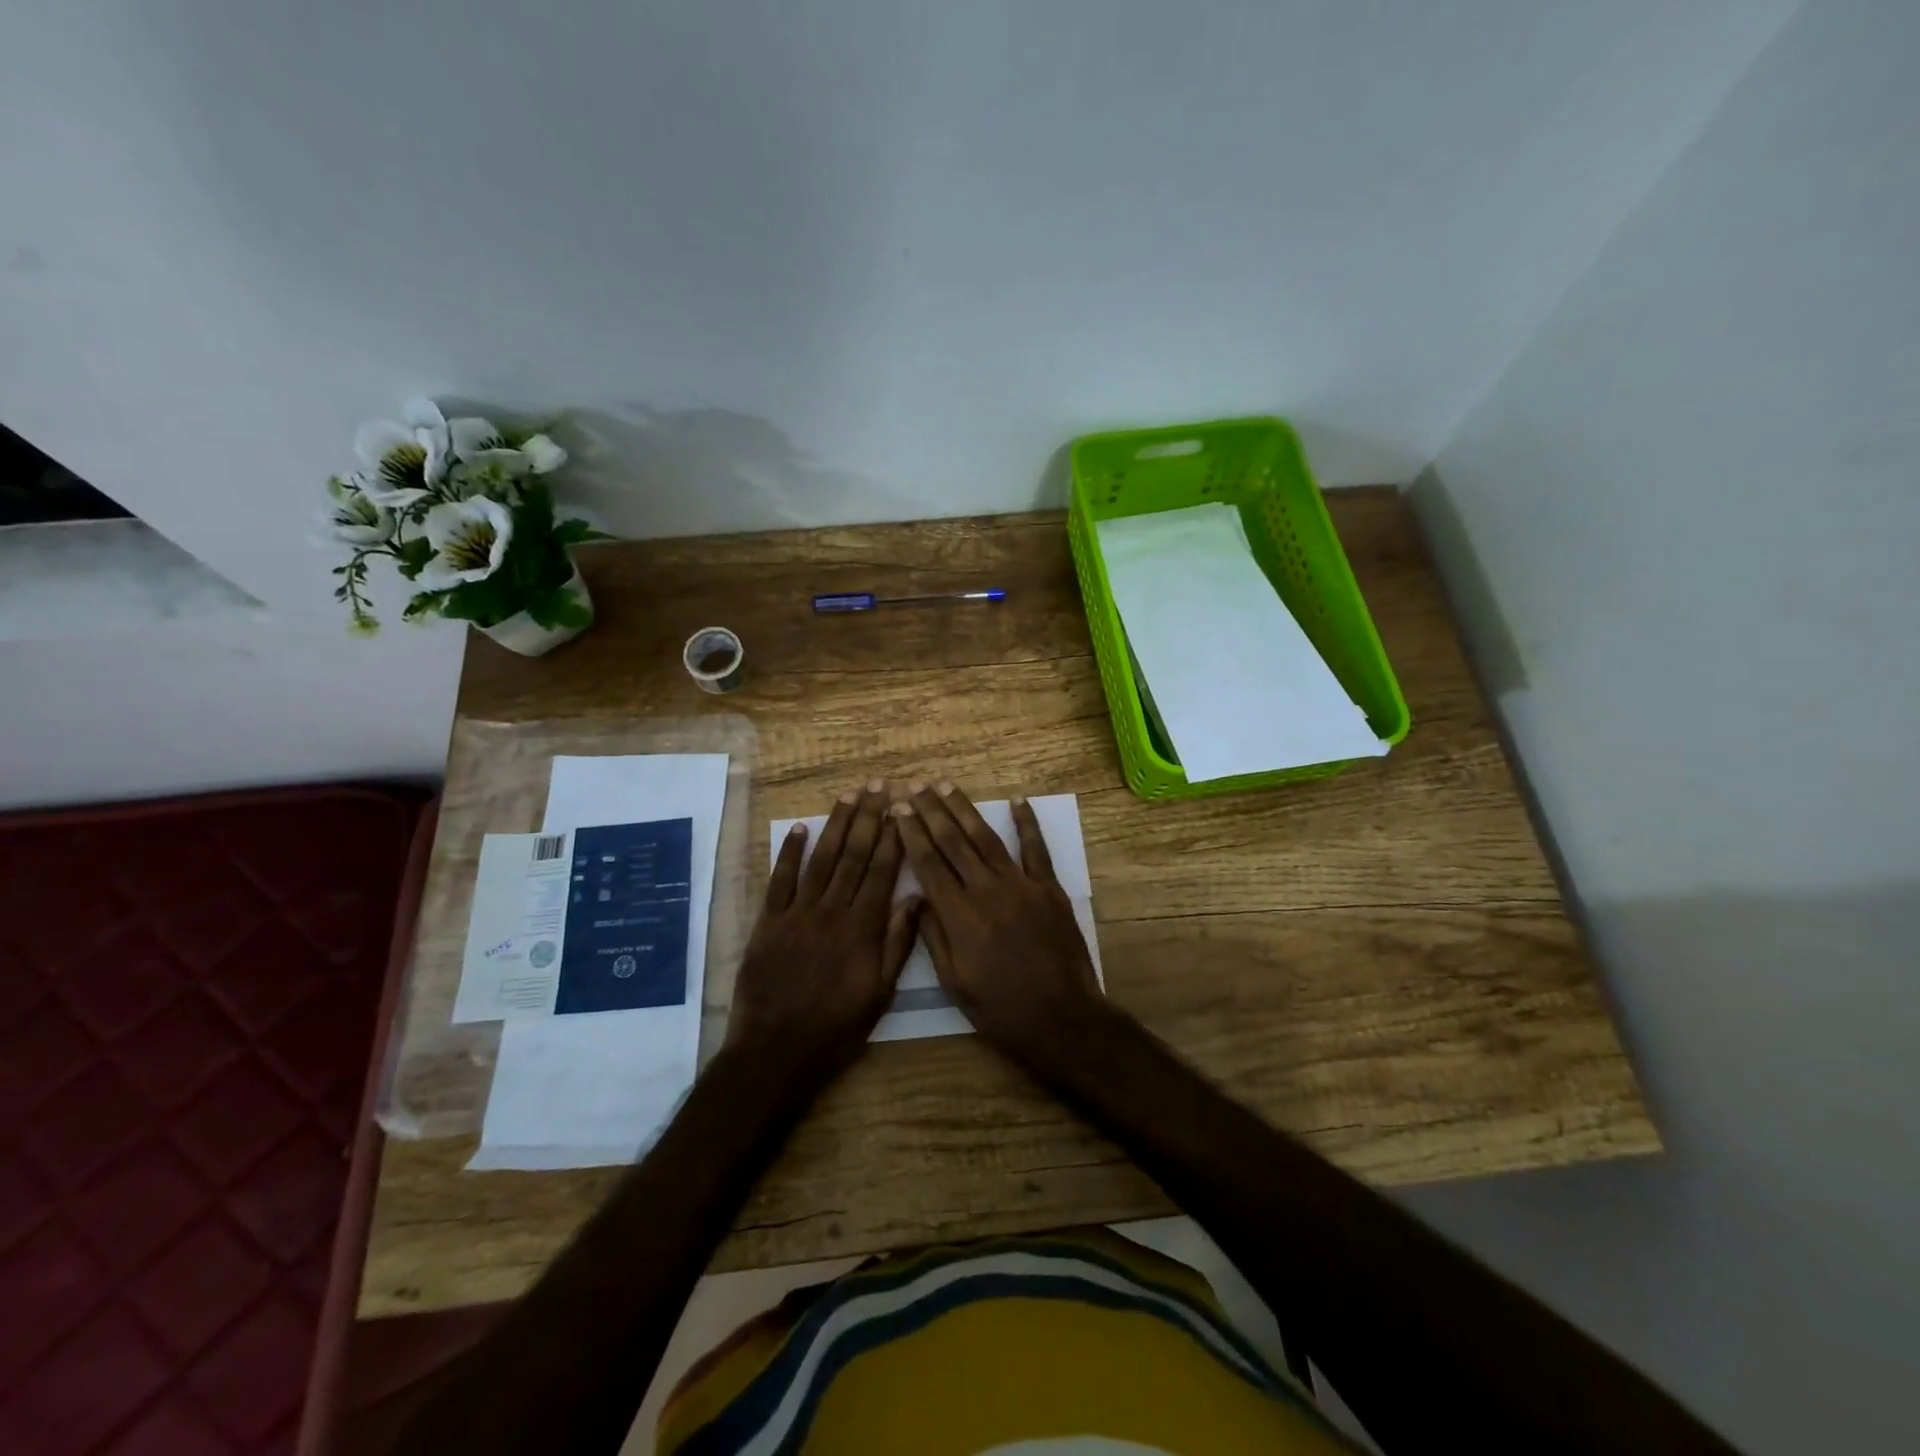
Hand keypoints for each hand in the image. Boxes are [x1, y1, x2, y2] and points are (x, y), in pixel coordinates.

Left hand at [727, 783, 920, 1080]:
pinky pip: (780, 880)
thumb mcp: (880, 995)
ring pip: (822, 860)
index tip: (901, 808)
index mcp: (863, 929)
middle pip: (853, 855)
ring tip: (849, 795)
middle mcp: (832, 911)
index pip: (882, 871)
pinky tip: (800, 828)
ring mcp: (797, 914)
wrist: (775, 1052)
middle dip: (868, 817)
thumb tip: (915, 898)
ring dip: (836, 825)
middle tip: (878, 785)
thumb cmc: (836, 1029)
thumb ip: (898, 945)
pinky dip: (790, 852)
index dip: (892, 836)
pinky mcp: (768, 922)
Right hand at [892, 782, 1108, 1071]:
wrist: (1060, 1018)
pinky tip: (1018, 801)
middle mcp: (986, 890)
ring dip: (964, 809)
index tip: (899, 809)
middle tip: (916, 785)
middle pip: (953, 842)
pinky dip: (1027, 823)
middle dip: (931, 811)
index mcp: (958, 915)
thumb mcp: (953, 982)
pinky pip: (1036, 848)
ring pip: (986, 838)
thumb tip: (918, 898)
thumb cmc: (1000, 1008)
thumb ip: (933, 936)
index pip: (928, 864)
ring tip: (946, 786)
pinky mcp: (1049, 888)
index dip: (912, 833)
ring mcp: (1021, 885)